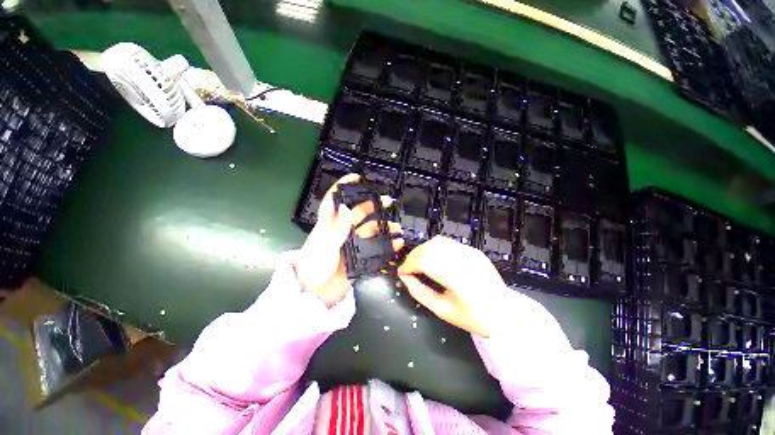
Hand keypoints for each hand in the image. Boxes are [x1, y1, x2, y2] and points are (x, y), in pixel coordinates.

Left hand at [296, 174, 403, 307]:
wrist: (314, 295)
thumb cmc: (313, 267)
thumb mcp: (323, 246)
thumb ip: (337, 228)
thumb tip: (347, 207)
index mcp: (329, 224)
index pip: (335, 200)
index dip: (344, 187)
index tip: (357, 178)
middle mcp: (342, 231)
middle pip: (359, 212)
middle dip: (373, 205)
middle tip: (389, 201)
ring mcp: (352, 244)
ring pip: (370, 230)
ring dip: (384, 226)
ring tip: (397, 227)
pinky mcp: (359, 257)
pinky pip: (375, 248)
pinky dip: (387, 245)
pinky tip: (397, 243)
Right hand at [397, 236, 510, 336]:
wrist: (504, 313)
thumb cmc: (472, 317)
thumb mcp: (442, 310)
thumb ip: (419, 292)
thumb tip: (404, 277)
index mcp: (459, 279)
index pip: (426, 261)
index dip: (409, 264)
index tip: (402, 272)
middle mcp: (465, 260)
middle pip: (430, 247)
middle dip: (413, 256)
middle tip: (409, 269)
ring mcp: (471, 253)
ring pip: (438, 241)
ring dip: (423, 250)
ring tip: (418, 263)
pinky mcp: (473, 250)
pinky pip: (447, 243)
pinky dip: (434, 248)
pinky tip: (433, 259)